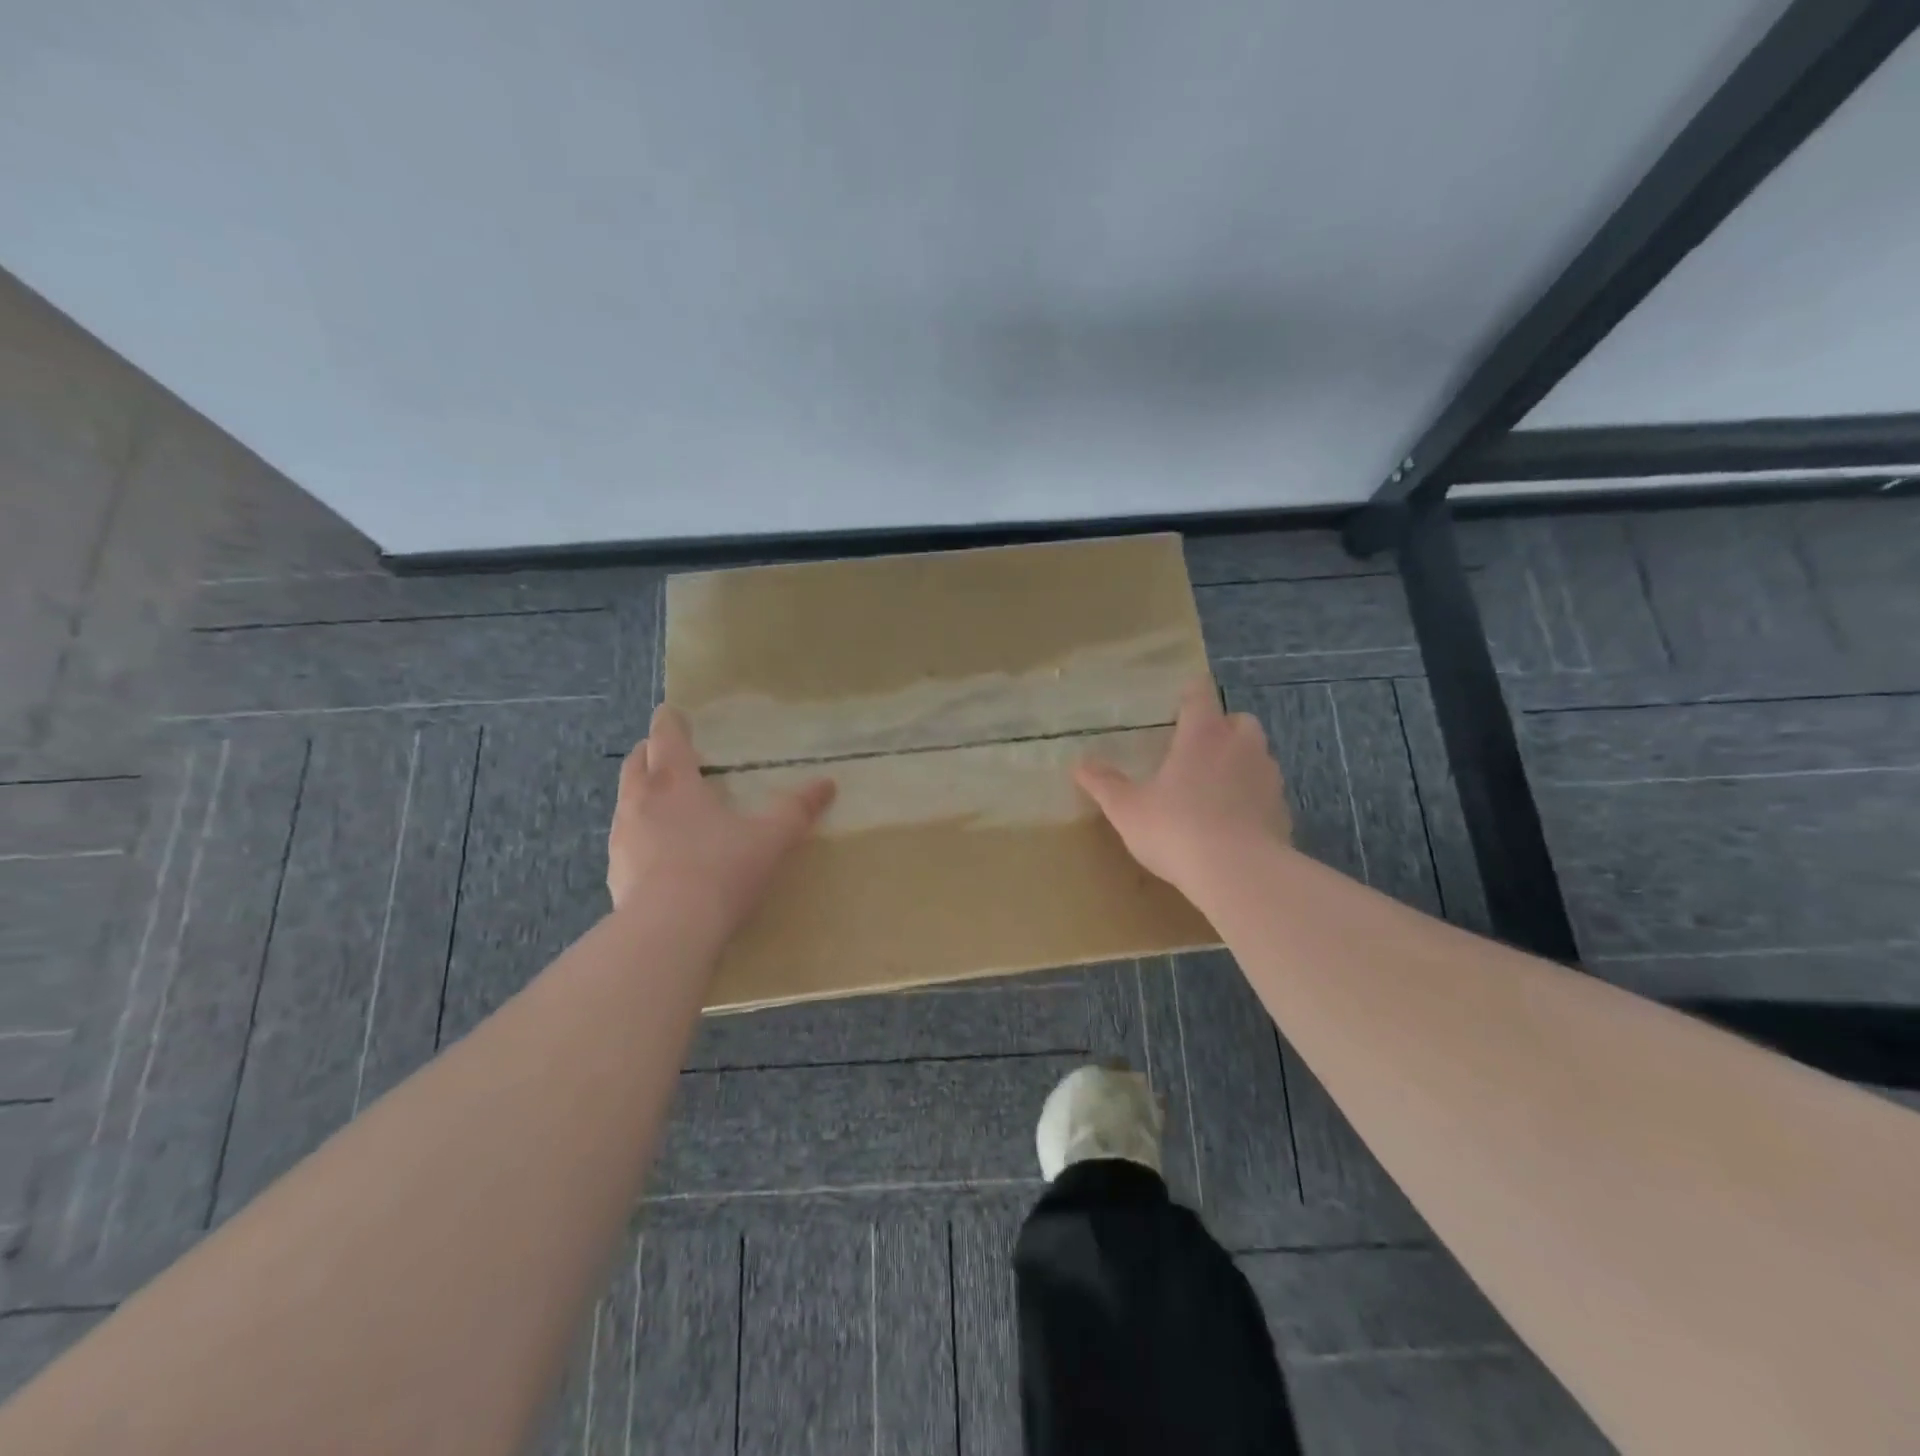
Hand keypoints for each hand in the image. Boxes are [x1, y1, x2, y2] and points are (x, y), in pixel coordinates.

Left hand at [608, 705, 835, 933]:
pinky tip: (658, 852)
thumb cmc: (722, 870)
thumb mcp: (771, 839)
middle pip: (636, 763)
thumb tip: (828, 784)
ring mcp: (622, 838)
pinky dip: (639, 832)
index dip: (669, 722)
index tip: (671, 712)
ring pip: (626, 800)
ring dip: (640, 792)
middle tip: (666, 752)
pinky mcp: (615, 873)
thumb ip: (797, 810)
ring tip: (663, 801)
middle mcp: (640, 801)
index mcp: (675, 783)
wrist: (668, 931)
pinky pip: (625, 840)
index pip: (665, 737)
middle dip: (648, 752)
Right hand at [1074, 678, 1291, 894]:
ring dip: (1241, 761)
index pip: (1200, 695)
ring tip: (1216, 786)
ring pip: (1258, 755)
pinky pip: (1267, 793)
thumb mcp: (1127, 809)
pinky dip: (1253, 798)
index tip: (1181, 700)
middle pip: (1239, 720)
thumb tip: (1079, 764)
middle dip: (1223, 727)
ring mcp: (1267, 778)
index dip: (1190, 693)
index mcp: (1202, 735)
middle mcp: (1240, 746)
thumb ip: (1104, 784)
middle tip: (1199, 748)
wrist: (1239, 873)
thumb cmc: (1176, 829)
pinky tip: (1234, 822)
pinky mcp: (1282, 811)